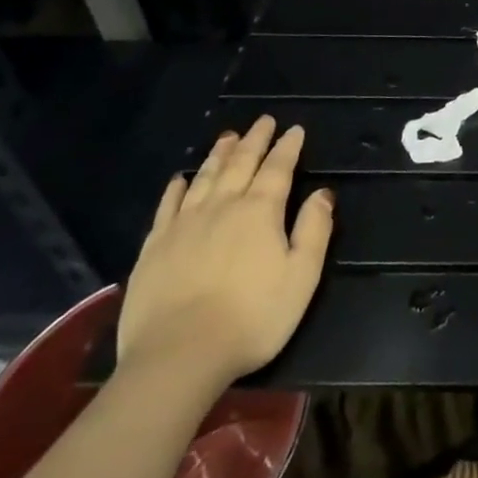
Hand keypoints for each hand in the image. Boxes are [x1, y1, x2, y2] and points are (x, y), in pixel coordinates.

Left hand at [117, 116, 333, 389]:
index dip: (287, 147)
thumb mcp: (301, 277)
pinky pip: (168, 206)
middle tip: (263, 121)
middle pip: (240, 164)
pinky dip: (177, 188)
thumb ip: (314, 230)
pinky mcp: (155, 247)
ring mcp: (184, 224)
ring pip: (205, 177)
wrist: (179, 355)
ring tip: (228, 137)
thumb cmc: (252, 317)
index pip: (278, 168)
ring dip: (219, 154)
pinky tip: (181, 179)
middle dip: (254, 140)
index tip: (294, 129)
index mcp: (260, 211)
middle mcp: (222, 207)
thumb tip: (322, 194)